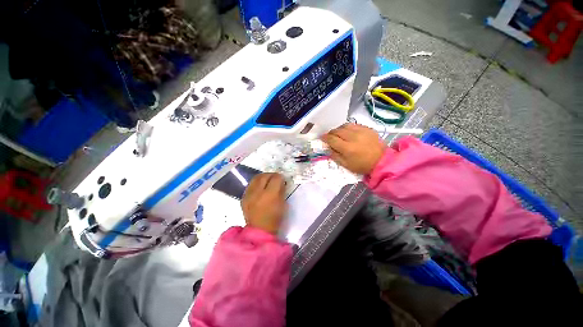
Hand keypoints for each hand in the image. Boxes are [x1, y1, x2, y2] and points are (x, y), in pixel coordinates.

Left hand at [241, 173, 286, 234]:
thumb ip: (281, 190)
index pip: (276, 178)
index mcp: (270, 195)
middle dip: (271, 175)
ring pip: (256, 178)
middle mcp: (258, 192)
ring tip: (267, 180)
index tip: (282, 179)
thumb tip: (280, 181)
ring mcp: (248, 195)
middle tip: (275, 178)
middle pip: (264, 176)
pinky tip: (260, 187)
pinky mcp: (243, 197)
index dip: (280, 177)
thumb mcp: (283, 204)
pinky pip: (250, 185)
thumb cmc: (275, 219)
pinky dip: (256, 183)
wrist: (259, 231)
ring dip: (263, 177)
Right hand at [321, 123, 386, 174]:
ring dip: (339, 129)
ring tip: (339, 134)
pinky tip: (348, 132)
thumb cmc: (362, 165)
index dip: (325, 138)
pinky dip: (348, 128)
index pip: (332, 139)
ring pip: (344, 126)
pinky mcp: (367, 128)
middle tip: (330, 137)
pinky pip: (354, 125)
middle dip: (331, 133)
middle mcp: (353, 137)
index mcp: (347, 148)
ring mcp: (361, 131)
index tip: (322, 138)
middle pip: (337, 131)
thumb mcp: (346, 165)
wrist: (382, 160)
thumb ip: (335, 156)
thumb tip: (328, 148)